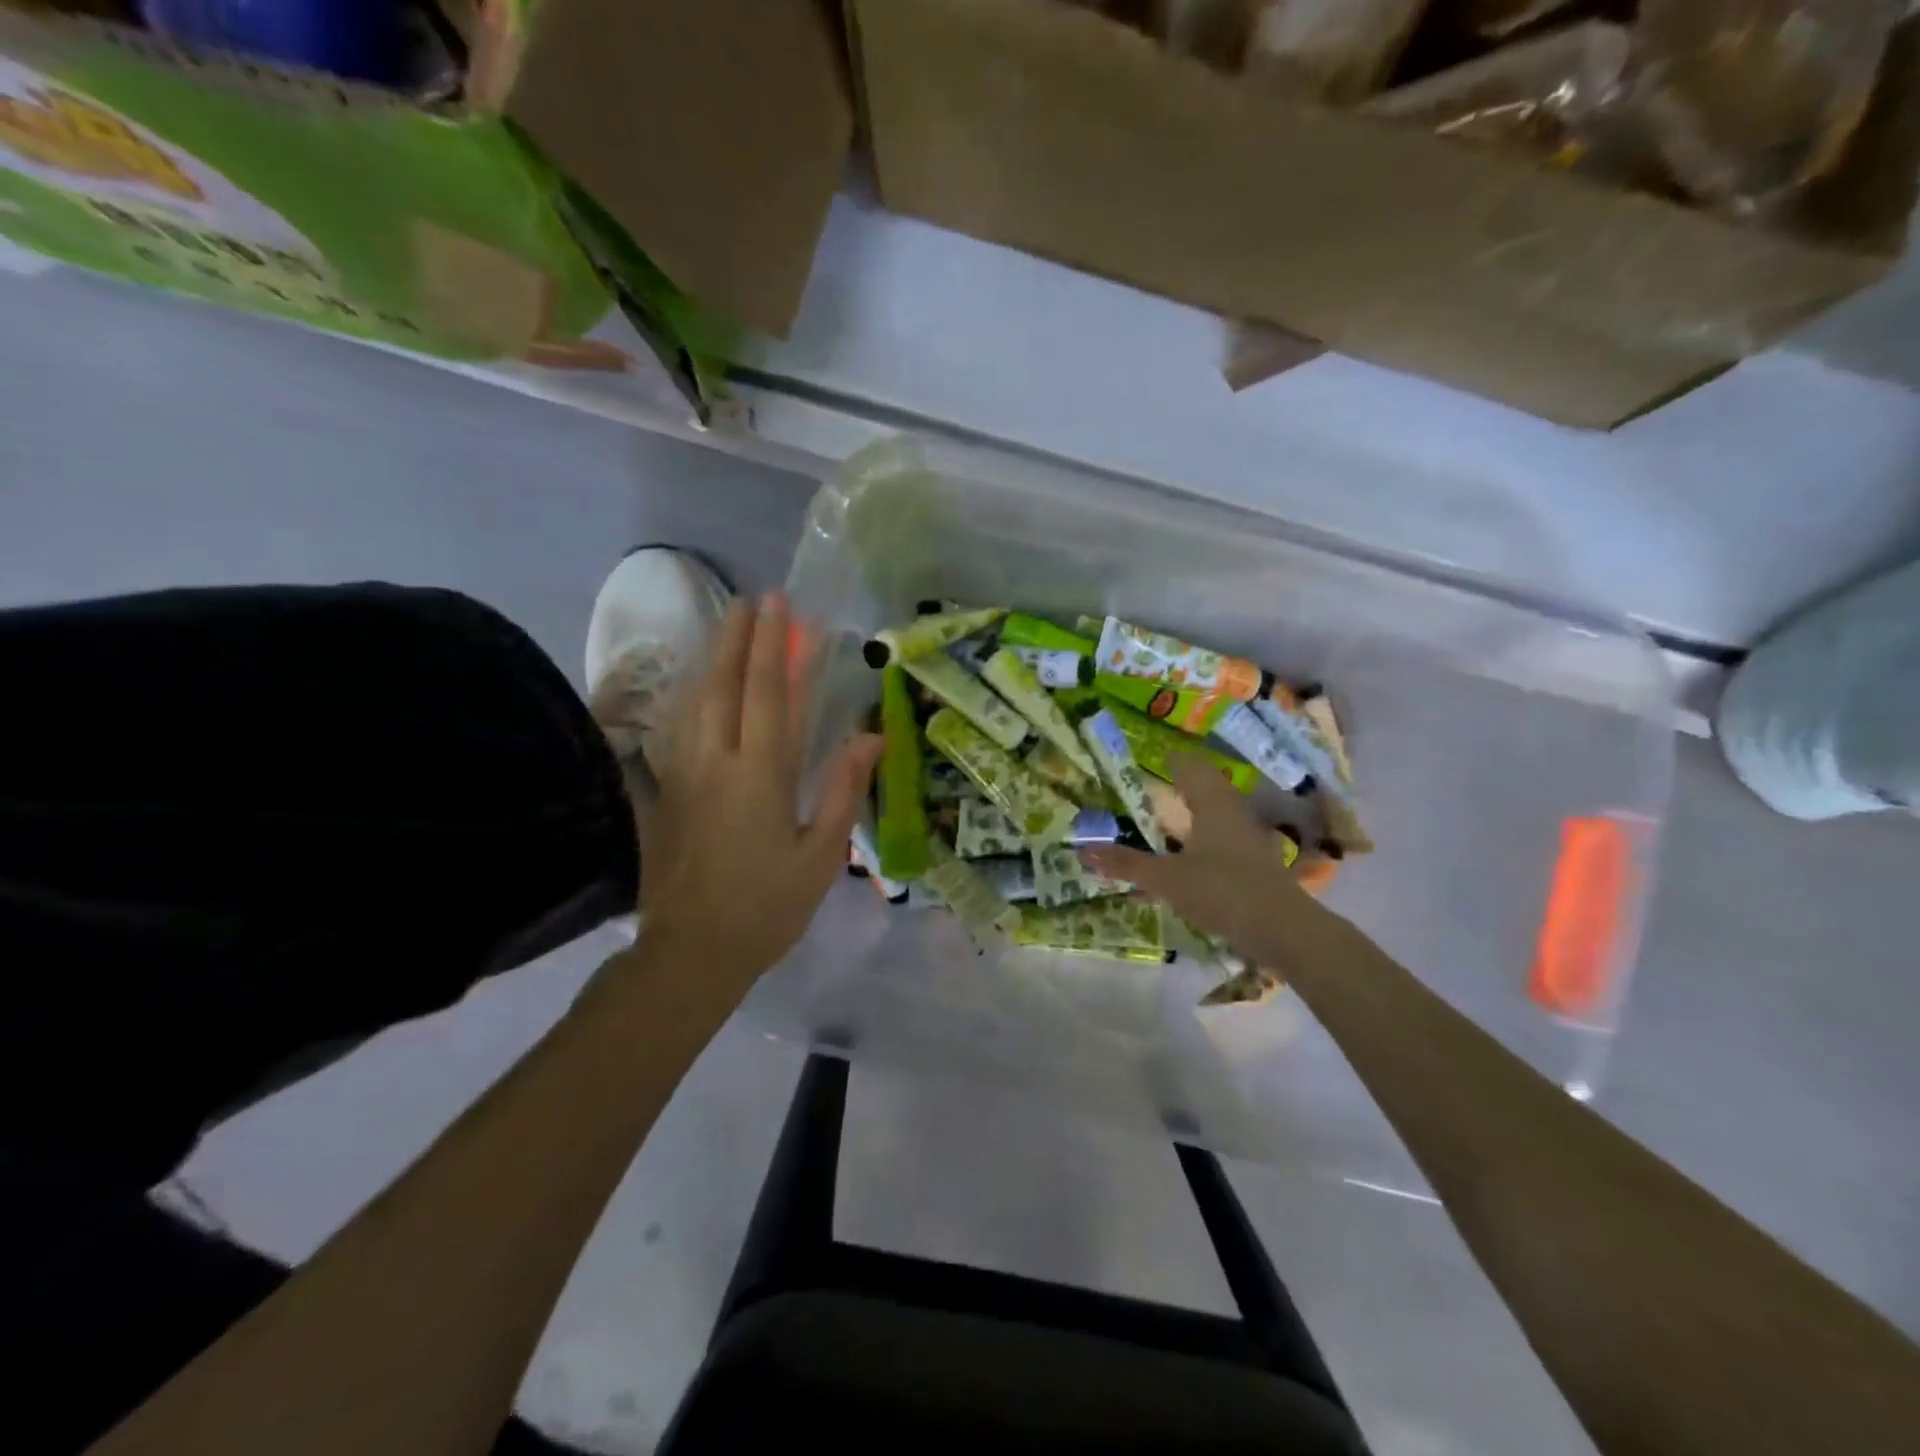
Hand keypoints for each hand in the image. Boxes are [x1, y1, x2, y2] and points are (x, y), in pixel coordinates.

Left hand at [637, 592, 881, 988]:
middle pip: (724, 684)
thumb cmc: (768, 906)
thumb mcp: (822, 854)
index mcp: (761, 775)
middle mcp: (717, 762)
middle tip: (751, 600)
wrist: (692, 952)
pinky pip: (679, 728)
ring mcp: (684, 774)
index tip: (781, 607)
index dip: (775, 646)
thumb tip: (870, 736)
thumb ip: (844, 789)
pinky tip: (700, 687)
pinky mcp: (666, 791)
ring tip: (727, 628)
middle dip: (738, 637)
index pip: (768, 694)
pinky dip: (692, 696)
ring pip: (695, 701)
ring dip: (713, 658)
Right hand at [1083, 756, 1336, 971]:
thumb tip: (1084, 850)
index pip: (1189, 766)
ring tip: (1166, 819)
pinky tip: (1188, 856)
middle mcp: (1232, 812)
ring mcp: (1248, 838)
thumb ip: (1127, 864)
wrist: (1283, 931)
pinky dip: (1202, 840)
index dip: (1170, 759)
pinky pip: (1222, 839)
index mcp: (1212, 802)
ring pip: (1216, 814)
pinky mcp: (1255, 864)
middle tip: (1152, 786)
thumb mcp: (1166, 879)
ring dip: (1192, 813)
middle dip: (1180, 785)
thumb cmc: (1221, 890)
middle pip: (1205, 787)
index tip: (1150, 756)